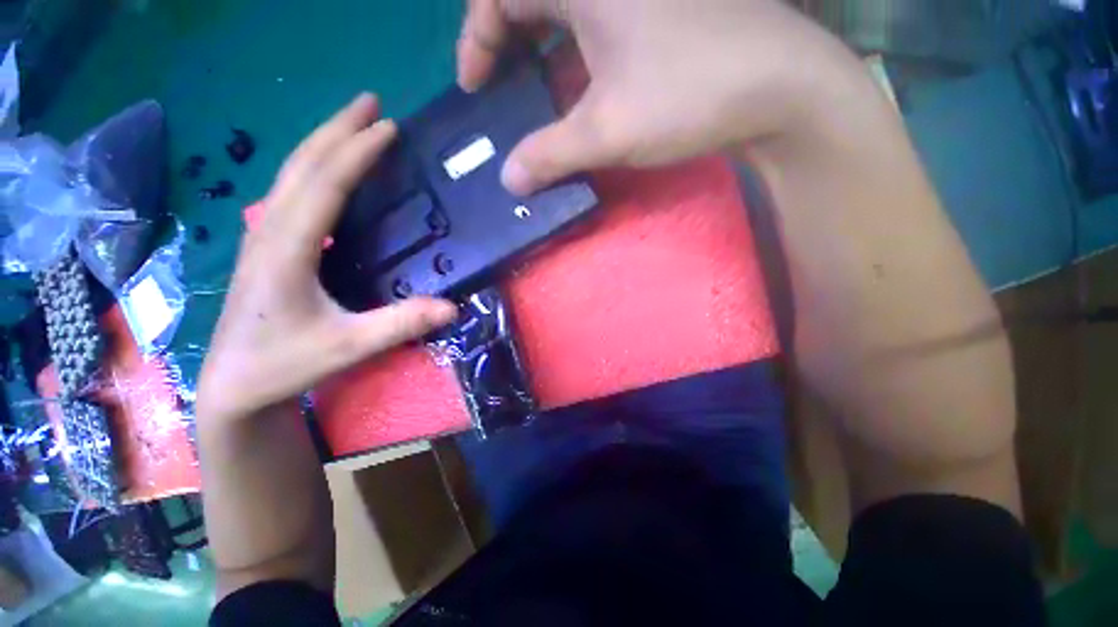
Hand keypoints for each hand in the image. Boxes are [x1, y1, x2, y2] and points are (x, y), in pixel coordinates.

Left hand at [197, 95, 457, 422]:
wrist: (232, 384)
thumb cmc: (284, 364)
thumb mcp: (348, 347)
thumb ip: (400, 324)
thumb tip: (452, 308)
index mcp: (287, 249)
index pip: (325, 184)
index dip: (358, 153)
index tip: (389, 127)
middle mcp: (269, 231)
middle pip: (302, 165)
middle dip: (336, 129)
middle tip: (370, 102)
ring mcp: (263, 237)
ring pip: (291, 174)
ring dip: (322, 142)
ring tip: (352, 124)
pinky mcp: (266, 247)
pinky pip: (291, 193)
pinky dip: (313, 168)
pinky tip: (327, 170)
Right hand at [458, 0, 864, 194]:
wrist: (779, 87)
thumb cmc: (687, 96)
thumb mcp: (605, 131)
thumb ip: (548, 155)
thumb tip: (509, 180)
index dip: (477, 39)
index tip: (473, 86)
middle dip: (504, 41)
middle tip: (497, 86)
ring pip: (564, 13)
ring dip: (539, 50)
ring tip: (529, 93)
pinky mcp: (658, 14)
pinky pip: (596, 26)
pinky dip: (573, 55)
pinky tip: (574, 89)